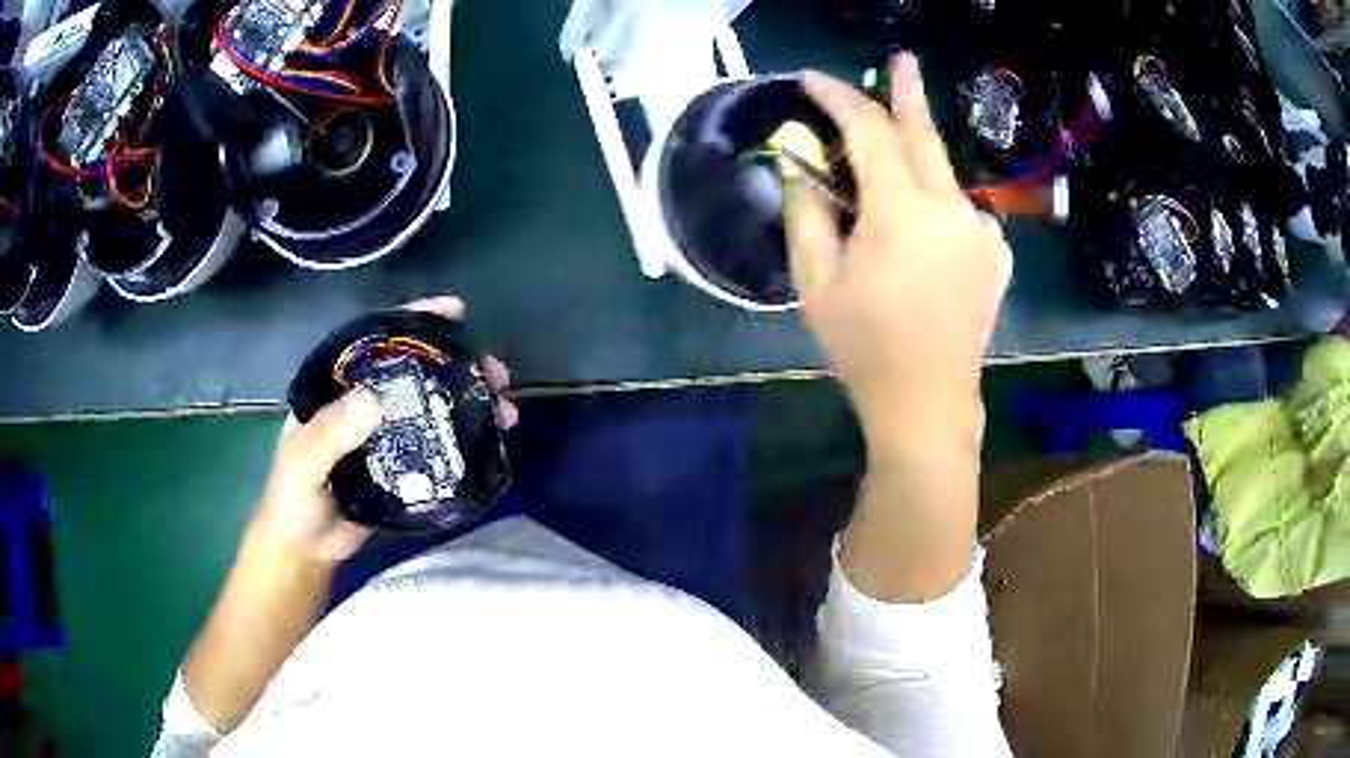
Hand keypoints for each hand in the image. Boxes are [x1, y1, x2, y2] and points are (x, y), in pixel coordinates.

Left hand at [245, 296, 518, 563]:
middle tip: (495, 373)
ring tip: (505, 410)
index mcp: (337, 387)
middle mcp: (365, 402)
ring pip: (433, 406)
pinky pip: (437, 444)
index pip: (377, 342)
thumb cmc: (292, 500)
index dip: (415, 321)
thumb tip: (375, 398)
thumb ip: (329, 434)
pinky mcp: (403, 466)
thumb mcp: (302, 463)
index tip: (455, 311)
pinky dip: (465, 439)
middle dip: (459, 364)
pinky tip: (492, 440)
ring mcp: (387, 434)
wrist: (305, 550)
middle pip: (416, 370)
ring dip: (470, 402)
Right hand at [784, 54, 1011, 447]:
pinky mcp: (997, 252)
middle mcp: (950, 207)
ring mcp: (982, 230)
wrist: (929, 400)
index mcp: (901, 211)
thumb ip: (805, 210)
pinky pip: (961, 210)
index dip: (838, 97)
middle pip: (923, 132)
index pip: (867, 129)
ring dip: (916, 157)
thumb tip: (797, 159)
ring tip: (893, 156)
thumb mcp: (815, 281)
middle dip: (908, 91)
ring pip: (942, 174)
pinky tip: (924, 232)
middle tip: (902, 59)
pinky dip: (937, 204)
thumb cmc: (863, 345)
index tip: (812, 79)